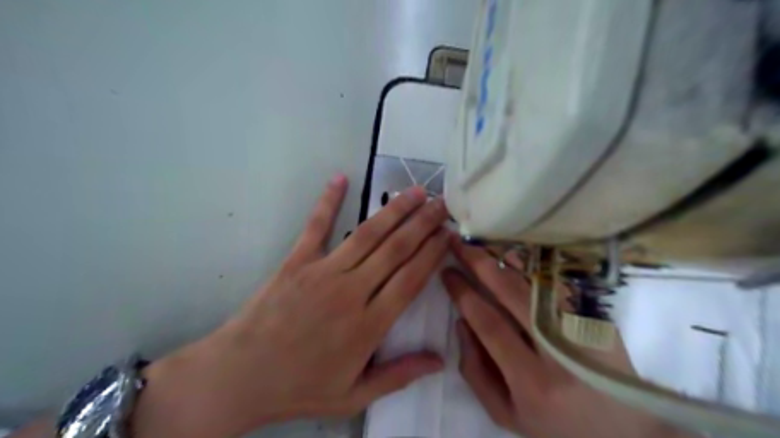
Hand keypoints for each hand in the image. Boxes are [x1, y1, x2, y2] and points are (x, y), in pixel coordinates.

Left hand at [136, 177, 451, 437]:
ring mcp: (322, 272)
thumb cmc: (300, 388)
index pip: (411, 279)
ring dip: (395, 211)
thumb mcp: (354, 395)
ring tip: (416, 192)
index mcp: (369, 325)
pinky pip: (316, 226)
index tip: (448, 234)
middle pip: (396, 250)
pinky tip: (340, 178)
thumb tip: (439, 360)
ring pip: (368, 235)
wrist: (240, 376)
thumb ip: (399, 375)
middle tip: (442, 204)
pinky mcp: (297, 261)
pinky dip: (329, 201)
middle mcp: (351, 291)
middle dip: (423, 223)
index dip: (433, 253)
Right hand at [441, 240, 690, 437]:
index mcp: (532, 380)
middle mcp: (558, 350)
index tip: (446, 273)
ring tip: (482, 241)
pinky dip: (532, 265)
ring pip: (537, 280)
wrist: (625, 434)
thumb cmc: (555, 425)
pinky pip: (557, 283)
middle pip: (512, 292)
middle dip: (479, 263)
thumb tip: (461, 322)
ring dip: (506, 257)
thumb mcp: (506, 413)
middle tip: (458, 244)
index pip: (489, 323)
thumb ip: (475, 370)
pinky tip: (514, 253)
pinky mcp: (597, 318)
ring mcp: (583, 329)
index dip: (463, 293)